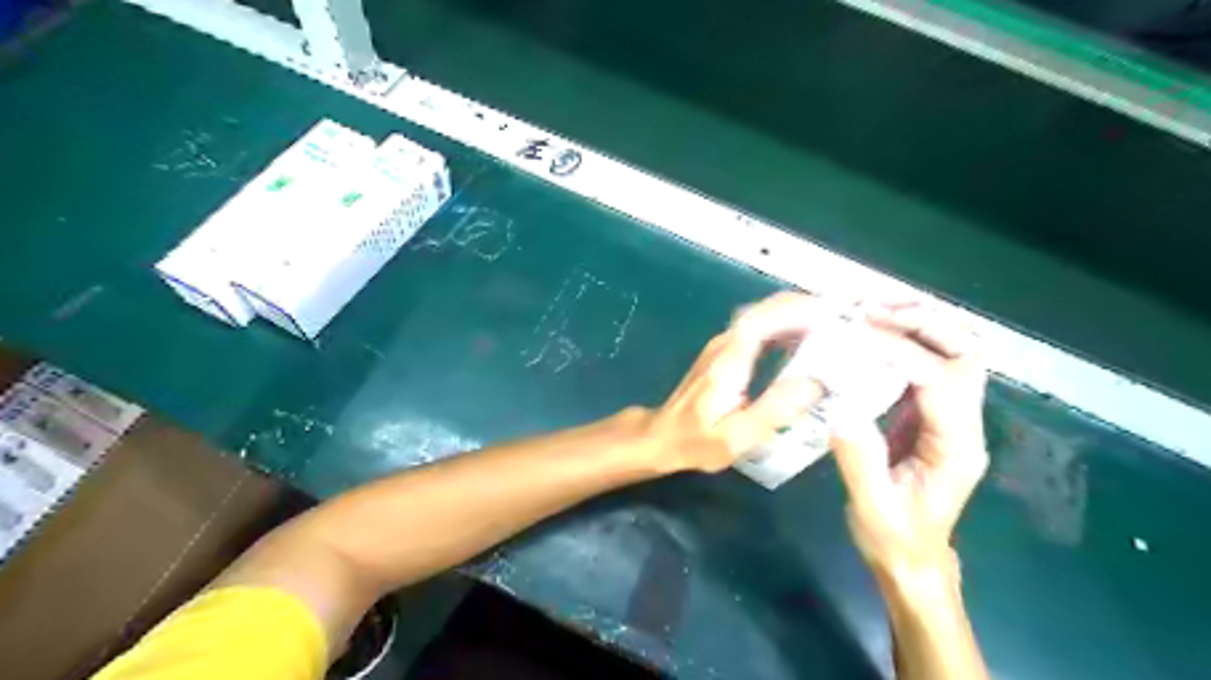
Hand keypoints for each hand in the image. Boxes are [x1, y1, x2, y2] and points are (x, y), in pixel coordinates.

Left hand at [644, 288, 833, 472]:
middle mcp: (725, 345)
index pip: (763, 321)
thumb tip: (814, 382)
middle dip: (803, 306)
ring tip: (833, 322)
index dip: (796, 310)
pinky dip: (784, 324)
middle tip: (843, 314)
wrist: (663, 437)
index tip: (831, 311)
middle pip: (764, 311)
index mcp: (729, 362)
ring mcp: (723, 345)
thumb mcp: (737, 437)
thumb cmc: (698, 441)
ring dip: (795, 312)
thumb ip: (774, 409)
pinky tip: (805, 338)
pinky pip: (759, 328)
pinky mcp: (725, 351)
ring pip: (762, 316)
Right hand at [835, 304, 993, 572]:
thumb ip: (860, 461)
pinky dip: (906, 339)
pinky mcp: (933, 413)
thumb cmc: (894, 538)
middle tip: (869, 310)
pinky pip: (931, 363)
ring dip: (918, 324)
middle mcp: (965, 423)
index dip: (903, 351)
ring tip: (870, 311)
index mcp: (956, 447)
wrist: (913, 558)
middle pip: (965, 353)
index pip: (941, 381)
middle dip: (922, 323)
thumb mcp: (873, 509)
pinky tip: (872, 334)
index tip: (858, 335)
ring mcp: (953, 416)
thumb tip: (840, 409)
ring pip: (955, 351)